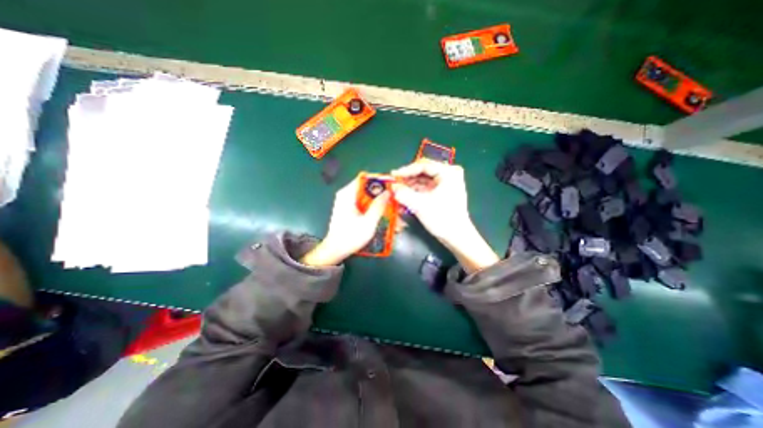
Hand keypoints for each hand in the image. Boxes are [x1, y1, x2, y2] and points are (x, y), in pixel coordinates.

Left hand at [301, 177, 389, 267]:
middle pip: (367, 188)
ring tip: (392, 211)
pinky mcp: (350, 209)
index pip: (364, 178)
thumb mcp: (368, 222)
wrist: (336, 250)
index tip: (392, 186)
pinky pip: (364, 204)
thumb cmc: (350, 237)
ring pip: (367, 197)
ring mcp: (348, 202)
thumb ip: (378, 206)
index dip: (379, 180)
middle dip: (382, 194)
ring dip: (380, 202)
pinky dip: (374, 208)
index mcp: (347, 194)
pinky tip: (383, 216)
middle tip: (394, 201)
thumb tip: (388, 192)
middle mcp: (346, 195)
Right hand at [391, 160, 498, 273]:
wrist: (457, 237)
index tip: (393, 176)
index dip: (406, 170)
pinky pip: (426, 188)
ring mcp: (446, 184)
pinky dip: (416, 192)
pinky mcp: (443, 192)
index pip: (423, 165)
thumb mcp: (420, 205)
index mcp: (448, 172)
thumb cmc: (442, 218)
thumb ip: (404, 194)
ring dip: (410, 186)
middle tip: (394, 184)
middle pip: (423, 172)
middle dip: (407, 179)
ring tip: (397, 192)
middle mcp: (449, 174)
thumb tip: (392, 187)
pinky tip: (405, 197)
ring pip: (423, 180)